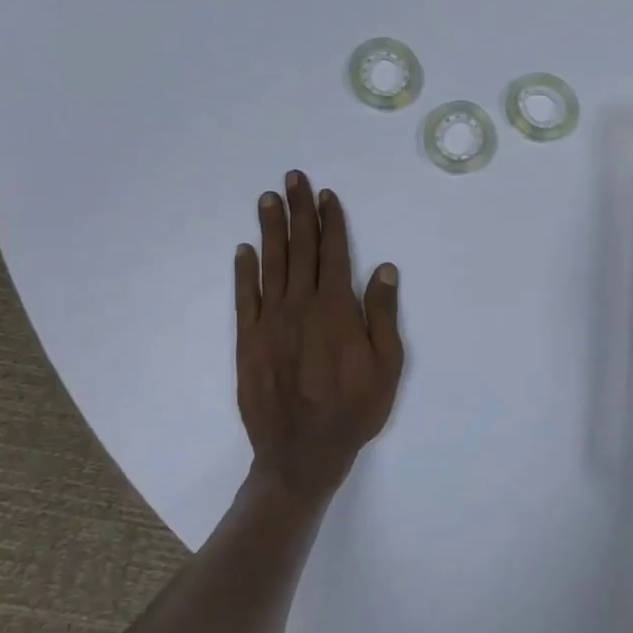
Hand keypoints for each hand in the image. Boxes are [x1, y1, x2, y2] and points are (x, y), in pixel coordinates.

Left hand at [235, 171, 404, 506]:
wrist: (301, 454)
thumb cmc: (354, 411)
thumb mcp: (388, 366)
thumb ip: (383, 314)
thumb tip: (383, 268)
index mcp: (336, 310)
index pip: (333, 253)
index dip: (330, 222)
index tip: (325, 195)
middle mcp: (300, 307)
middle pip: (300, 249)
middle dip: (298, 211)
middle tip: (292, 178)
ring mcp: (270, 323)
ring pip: (270, 265)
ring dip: (270, 230)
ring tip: (267, 199)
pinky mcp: (248, 342)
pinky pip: (244, 298)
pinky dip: (244, 272)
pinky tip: (244, 250)